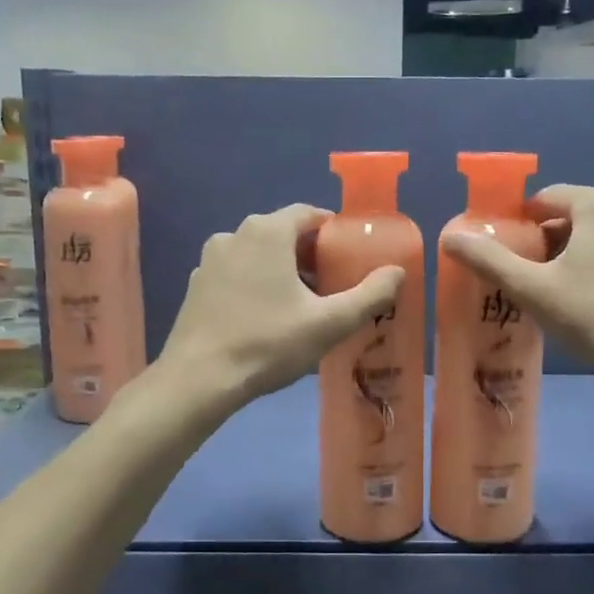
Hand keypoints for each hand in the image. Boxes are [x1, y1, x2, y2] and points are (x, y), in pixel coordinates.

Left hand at [158, 204, 403, 412]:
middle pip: (282, 233)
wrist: (199, 379)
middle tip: (330, 285)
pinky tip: (263, 317)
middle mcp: (235, 234)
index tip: (348, 257)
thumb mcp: (329, 323)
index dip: (332, 231)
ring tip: (299, 304)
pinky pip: (235, 273)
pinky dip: (253, 283)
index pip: (308, 214)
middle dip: (308, 254)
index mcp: (267, 232)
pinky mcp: (196, 284)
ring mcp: (210, 259)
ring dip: (280, 269)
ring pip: (257, 253)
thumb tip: (397, 271)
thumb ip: (369, 295)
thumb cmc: (268, 344)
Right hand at [440, 184, 593, 402]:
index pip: (544, 199)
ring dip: (579, 251)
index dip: (521, 226)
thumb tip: (450, 236)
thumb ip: (489, 260)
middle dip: (549, 241)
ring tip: (567, 292)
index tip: (511, 259)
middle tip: (535, 281)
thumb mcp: (534, 290)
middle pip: (574, 213)